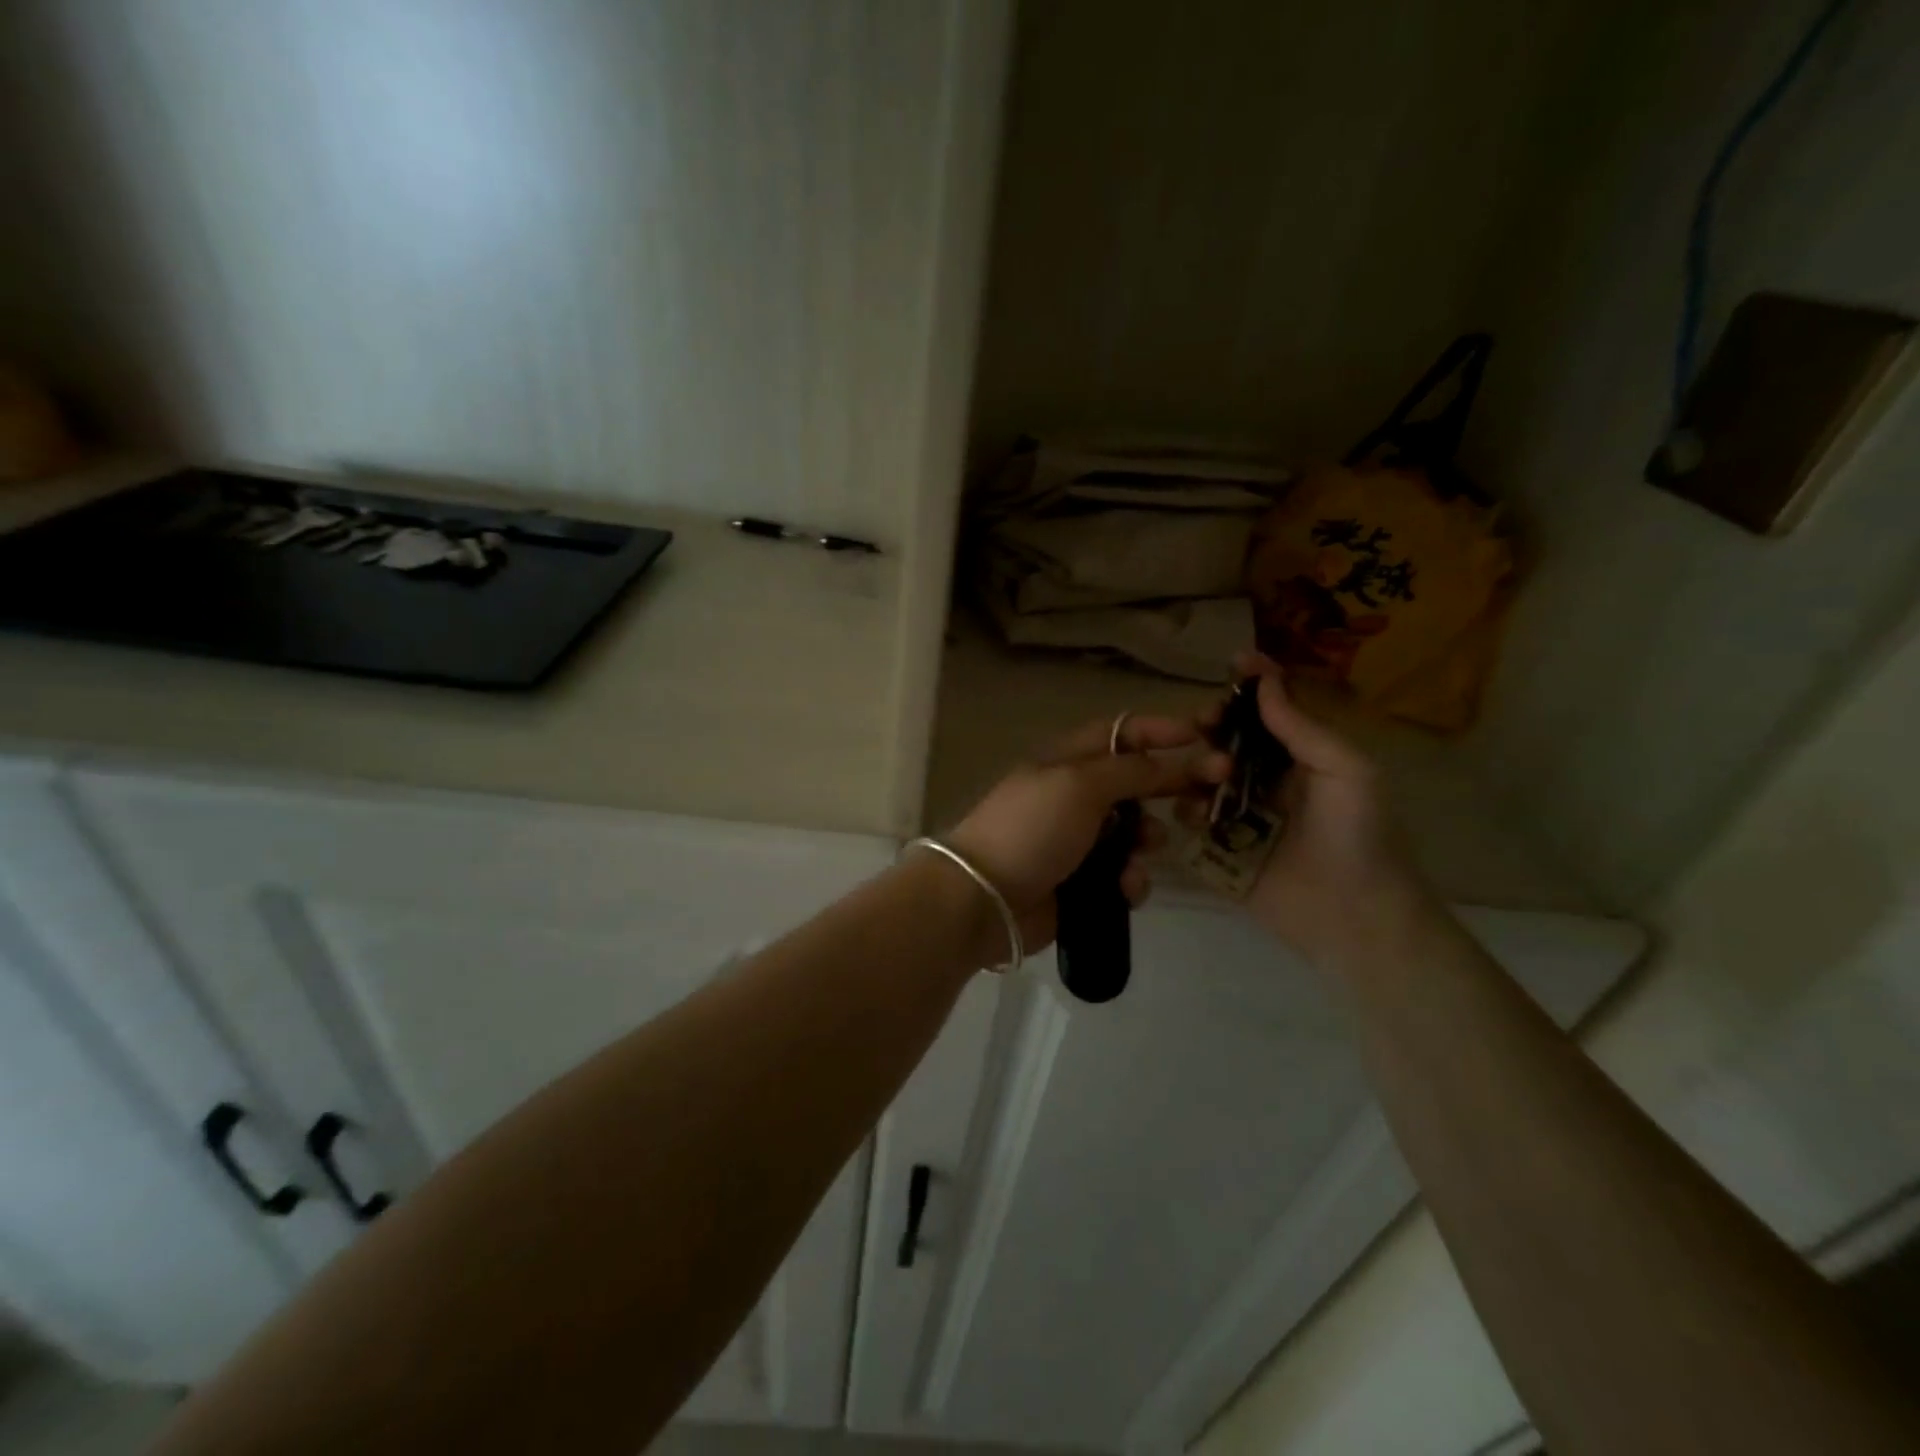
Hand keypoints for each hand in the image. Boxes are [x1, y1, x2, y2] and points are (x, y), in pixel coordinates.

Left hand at [946, 715, 1229, 954]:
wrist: (987, 899)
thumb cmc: (1032, 828)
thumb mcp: (1079, 785)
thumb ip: (1129, 770)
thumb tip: (1166, 762)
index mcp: (1067, 761)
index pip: (1119, 733)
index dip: (1159, 730)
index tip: (1202, 734)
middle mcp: (1075, 796)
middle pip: (1136, 782)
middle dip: (1171, 786)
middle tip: (1212, 792)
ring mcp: (1078, 841)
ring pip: (1136, 833)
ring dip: (1149, 839)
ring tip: (1147, 846)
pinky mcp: (1083, 882)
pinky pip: (1124, 874)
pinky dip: (1131, 879)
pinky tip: (1125, 887)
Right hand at [1219, 653, 1429, 962]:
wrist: (1354, 916)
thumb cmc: (1359, 835)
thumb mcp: (1346, 770)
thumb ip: (1302, 727)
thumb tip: (1265, 679)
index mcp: (1300, 758)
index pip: (1269, 711)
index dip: (1253, 685)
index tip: (1233, 664)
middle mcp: (1264, 780)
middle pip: (1226, 738)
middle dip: (1214, 724)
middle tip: (1205, 724)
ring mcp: (1238, 815)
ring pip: (1201, 776)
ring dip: (1197, 766)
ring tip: (1209, 776)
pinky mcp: (1218, 849)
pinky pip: (1189, 820)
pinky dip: (1185, 809)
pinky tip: (1193, 812)